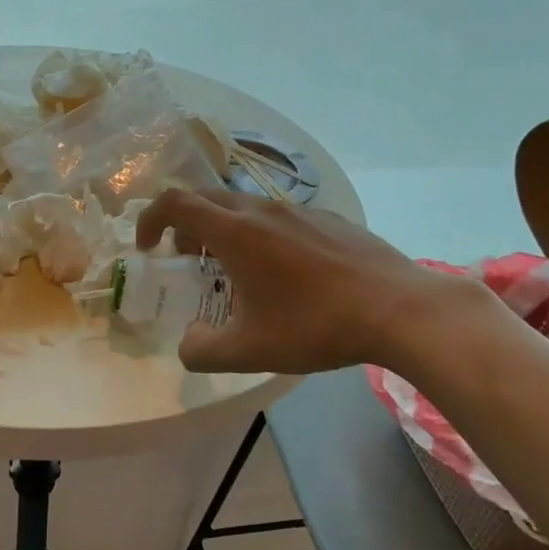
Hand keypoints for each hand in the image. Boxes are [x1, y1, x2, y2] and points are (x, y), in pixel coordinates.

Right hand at [135, 189, 500, 374]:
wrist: (399, 309)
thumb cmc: (316, 325)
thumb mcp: (250, 350)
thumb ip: (203, 351)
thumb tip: (188, 345)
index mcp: (235, 232)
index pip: (175, 203)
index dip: (150, 219)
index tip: (148, 249)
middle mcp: (262, 210)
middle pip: (207, 198)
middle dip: (185, 224)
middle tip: (186, 259)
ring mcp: (299, 210)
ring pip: (245, 207)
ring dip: (224, 230)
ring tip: (235, 272)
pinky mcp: (328, 219)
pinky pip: (279, 217)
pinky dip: (261, 235)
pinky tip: (285, 274)